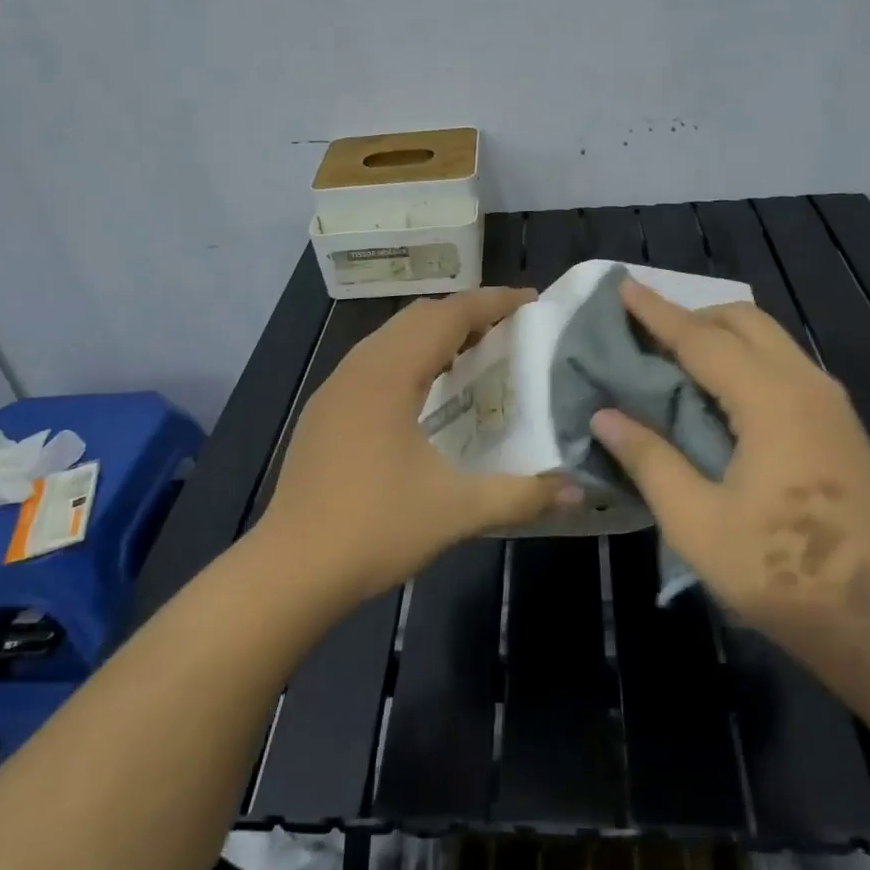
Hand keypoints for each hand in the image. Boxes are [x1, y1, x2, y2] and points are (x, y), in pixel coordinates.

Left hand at [254, 288, 574, 605]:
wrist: (291, 569)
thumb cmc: (375, 528)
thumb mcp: (457, 511)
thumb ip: (522, 496)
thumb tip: (578, 489)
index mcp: (389, 375)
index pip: (448, 316)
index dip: (492, 302)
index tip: (531, 301)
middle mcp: (359, 368)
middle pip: (418, 318)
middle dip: (466, 314)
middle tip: (509, 329)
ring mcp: (335, 389)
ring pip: (391, 338)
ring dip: (434, 335)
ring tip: (474, 354)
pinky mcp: (324, 412)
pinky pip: (374, 362)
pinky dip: (409, 358)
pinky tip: (425, 392)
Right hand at [590, 279, 869, 654]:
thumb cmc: (781, 570)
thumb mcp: (696, 522)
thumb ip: (649, 459)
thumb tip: (604, 415)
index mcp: (770, 399)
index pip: (701, 339)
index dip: (657, 313)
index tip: (622, 285)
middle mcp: (805, 384)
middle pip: (743, 321)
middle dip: (692, 316)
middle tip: (645, 334)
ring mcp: (829, 403)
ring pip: (768, 339)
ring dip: (720, 335)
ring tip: (674, 358)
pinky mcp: (839, 424)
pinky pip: (783, 364)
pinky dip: (744, 358)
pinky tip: (719, 393)